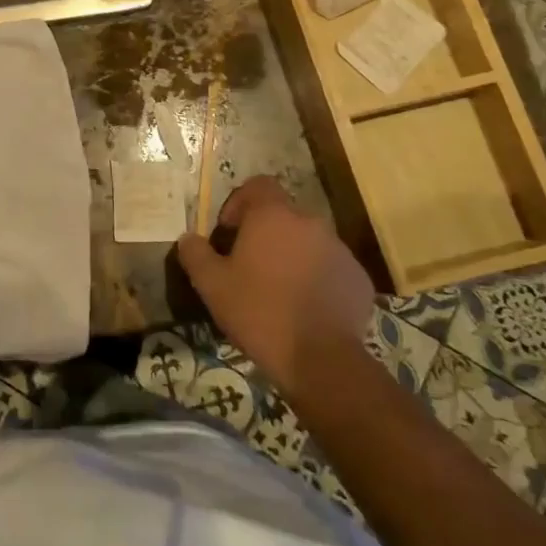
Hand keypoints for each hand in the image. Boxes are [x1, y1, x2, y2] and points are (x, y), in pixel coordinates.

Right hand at [175, 176, 375, 396]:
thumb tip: (188, 239)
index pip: (258, 185)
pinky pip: (330, 268)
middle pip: (282, 216)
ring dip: (291, 256)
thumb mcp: (212, 285)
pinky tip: (304, 309)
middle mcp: (309, 223)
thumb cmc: (259, 312)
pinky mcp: (358, 278)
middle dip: (265, 234)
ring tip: (278, 291)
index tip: (229, 233)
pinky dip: (316, 279)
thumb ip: (195, 254)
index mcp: (273, 216)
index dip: (240, 202)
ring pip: (308, 242)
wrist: (321, 359)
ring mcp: (339, 250)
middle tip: (249, 266)